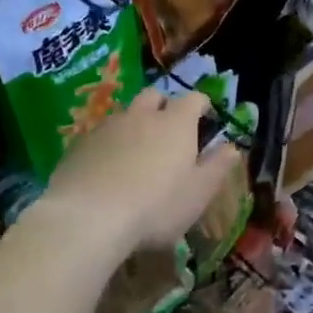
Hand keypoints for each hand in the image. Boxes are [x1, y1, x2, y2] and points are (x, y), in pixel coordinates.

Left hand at [37, 88, 235, 255]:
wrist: (89, 217)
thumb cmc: (156, 206)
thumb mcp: (199, 193)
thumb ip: (218, 167)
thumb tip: (233, 147)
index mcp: (176, 123)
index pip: (194, 99)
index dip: (202, 106)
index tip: (206, 120)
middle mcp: (142, 115)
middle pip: (155, 96)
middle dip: (164, 106)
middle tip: (168, 131)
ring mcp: (107, 126)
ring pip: (125, 114)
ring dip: (134, 125)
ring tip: (136, 152)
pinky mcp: (80, 144)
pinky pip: (100, 135)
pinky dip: (109, 144)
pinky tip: (107, 168)